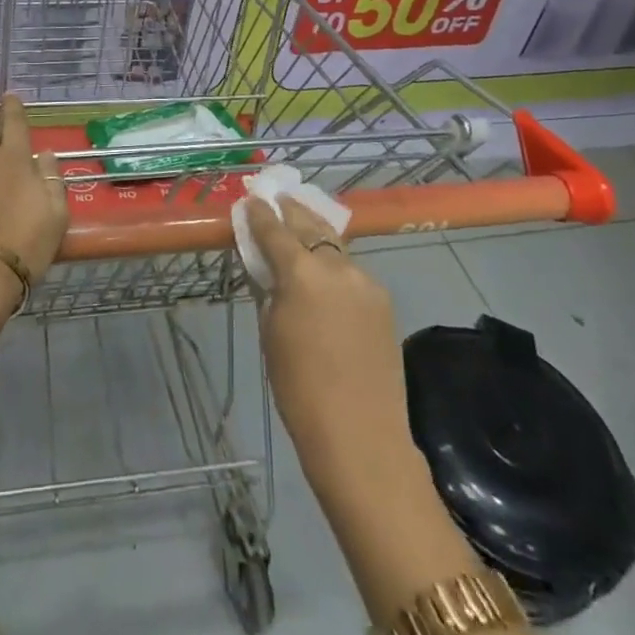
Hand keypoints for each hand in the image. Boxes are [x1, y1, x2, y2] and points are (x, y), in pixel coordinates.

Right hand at [245, 196, 415, 483]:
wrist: (361, 437)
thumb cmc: (300, 389)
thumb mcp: (270, 332)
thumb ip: (269, 289)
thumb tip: (267, 266)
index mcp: (302, 272)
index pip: (275, 229)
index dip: (260, 212)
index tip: (252, 197)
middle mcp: (336, 266)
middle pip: (310, 224)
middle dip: (291, 210)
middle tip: (278, 198)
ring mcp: (365, 281)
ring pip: (334, 244)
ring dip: (315, 231)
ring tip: (300, 222)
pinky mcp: (382, 300)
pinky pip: (351, 270)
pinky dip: (333, 263)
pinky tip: (325, 271)